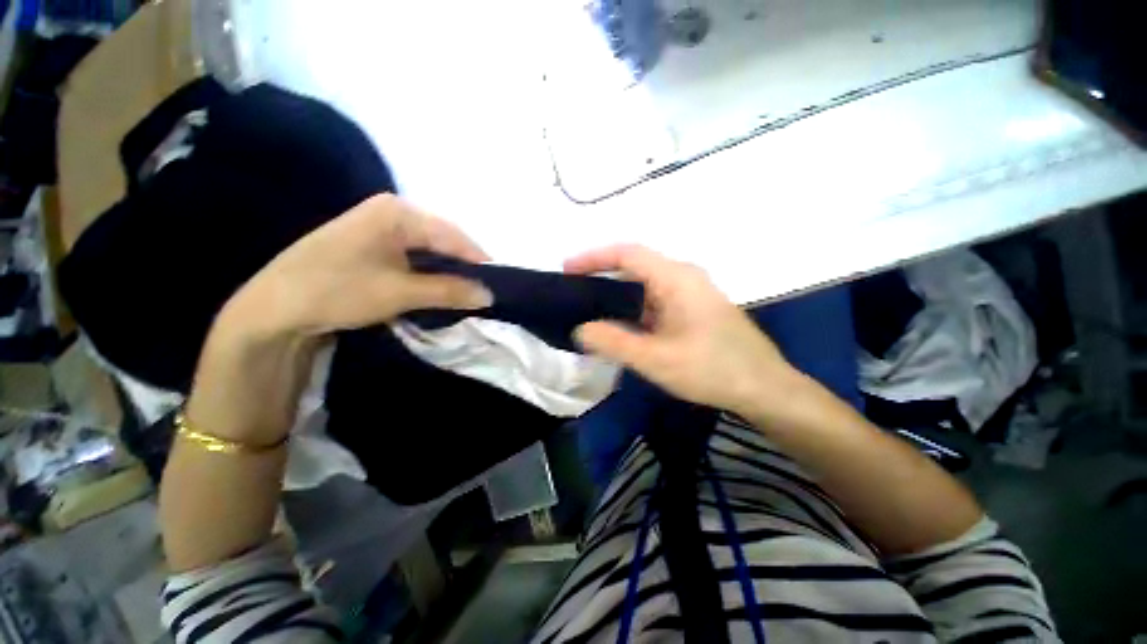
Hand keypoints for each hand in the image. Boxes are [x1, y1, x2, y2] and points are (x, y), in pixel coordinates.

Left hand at [231, 193, 491, 339]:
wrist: (274, 307)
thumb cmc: (339, 290)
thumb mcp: (401, 292)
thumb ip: (450, 291)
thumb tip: (489, 295)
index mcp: (398, 212)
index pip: (453, 235)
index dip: (478, 261)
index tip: (498, 284)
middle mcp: (391, 211)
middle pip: (442, 240)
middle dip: (463, 267)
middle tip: (482, 292)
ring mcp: (379, 226)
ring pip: (428, 249)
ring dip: (446, 272)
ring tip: (465, 292)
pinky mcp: (372, 243)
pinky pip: (413, 256)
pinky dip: (428, 272)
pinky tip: (437, 287)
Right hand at [565, 244, 798, 416]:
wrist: (764, 388)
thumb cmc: (711, 369)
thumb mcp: (655, 359)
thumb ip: (613, 342)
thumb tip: (580, 329)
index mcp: (676, 278)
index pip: (627, 253)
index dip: (594, 257)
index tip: (568, 270)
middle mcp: (683, 278)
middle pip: (634, 267)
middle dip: (602, 277)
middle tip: (575, 294)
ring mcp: (690, 294)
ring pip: (644, 286)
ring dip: (617, 296)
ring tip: (590, 311)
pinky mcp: (693, 310)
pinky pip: (654, 301)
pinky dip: (632, 309)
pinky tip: (621, 327)